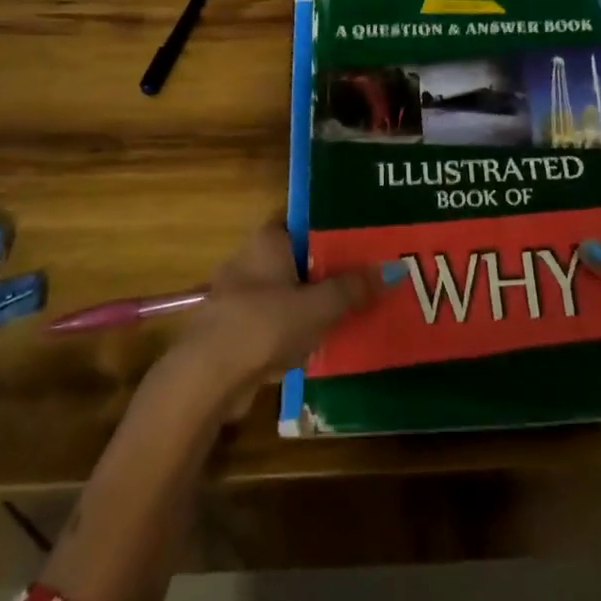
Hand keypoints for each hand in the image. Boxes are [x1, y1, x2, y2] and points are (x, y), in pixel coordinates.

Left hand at [167, 220, 381, 410]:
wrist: (207, 380)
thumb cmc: (265, 325)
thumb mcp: (319, 305)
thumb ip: (354, 288)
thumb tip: (394, 269)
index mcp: (267, 240)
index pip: (304, 221)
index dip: (333, 227)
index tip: (363, 236)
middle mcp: (249, 260)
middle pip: (299, 259)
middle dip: (328, 271)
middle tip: (367, 277)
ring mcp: (239, 297)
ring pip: (287, 293)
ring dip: (313, 305)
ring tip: (353, 311)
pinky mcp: (234, 332)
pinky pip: (275, 324)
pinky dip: (295, 332)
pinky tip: (322, 344)